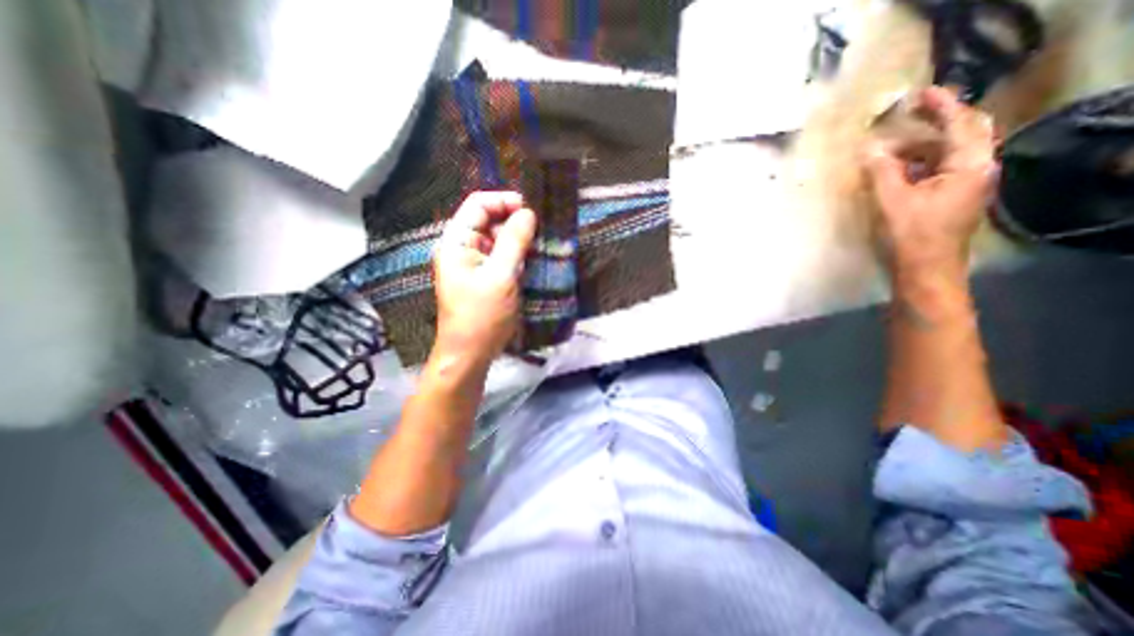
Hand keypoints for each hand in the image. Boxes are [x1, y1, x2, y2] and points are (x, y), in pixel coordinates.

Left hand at [435, 192, 539, 364]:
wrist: (470, 354)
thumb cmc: (482, 316)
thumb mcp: (501, 276)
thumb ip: (514, 241)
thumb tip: (528, 213)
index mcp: (457, 243)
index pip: (477, 205)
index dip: (503, 201)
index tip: (529, 210)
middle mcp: (463, 248)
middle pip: (488, 220)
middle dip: (513, 222)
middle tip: (538, 232)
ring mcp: (474, 264)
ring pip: (497, 239)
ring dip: (517, 240)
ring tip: (538, 247)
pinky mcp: (485, 277)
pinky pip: (501, 257)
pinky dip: (516, 255)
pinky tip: (531, 261)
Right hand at [866, 86, 994, 271]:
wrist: (925, 270)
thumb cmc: (911, 235)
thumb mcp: (892, 201)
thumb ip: (882, 172)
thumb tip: (870, 149)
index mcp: (969, 165)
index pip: (960, 124)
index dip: (941, 106)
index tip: (920, 94)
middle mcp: (977, 169)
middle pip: (962, 135)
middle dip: (935, 123)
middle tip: (906, 117)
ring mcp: (966, 185)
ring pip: (948, 154)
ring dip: (921, 147)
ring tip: (889, 150)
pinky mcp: (952, 198)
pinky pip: (940, 170)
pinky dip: (919, 164)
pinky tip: (897, 170)